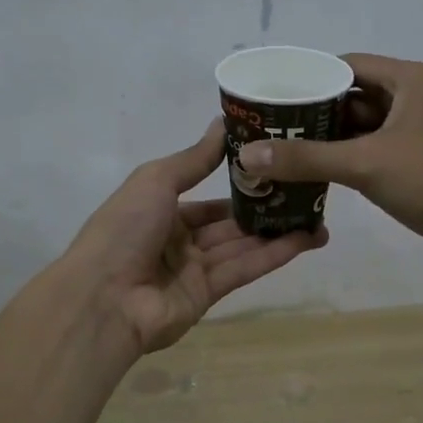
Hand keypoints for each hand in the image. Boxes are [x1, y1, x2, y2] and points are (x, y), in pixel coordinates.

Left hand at [66, 119, 327, 354]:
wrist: (103, 299)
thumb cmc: (124, 229)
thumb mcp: (156, 180)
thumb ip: (195, 158)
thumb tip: (222, 123)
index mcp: (159, 211)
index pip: (206, 198)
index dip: (239, 184)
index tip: (275, 168)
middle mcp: (178, 240)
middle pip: (229, 223)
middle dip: (265, 209)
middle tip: (307, 192)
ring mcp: (193, 269)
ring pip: (243, 245)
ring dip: (279, 231)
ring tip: (319, 216)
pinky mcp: (208, 295)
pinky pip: (245, 268)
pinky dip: (275, 253)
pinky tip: (307, 238)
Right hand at [235, 55, 422, 275]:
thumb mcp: (365, 165)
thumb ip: (306, 158)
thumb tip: (247, 153)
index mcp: (412, 79)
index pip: (348, 65)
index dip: (309, 78)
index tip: (273, 97)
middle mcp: (418, 95)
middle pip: (354, 95)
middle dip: (315, 112)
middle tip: (272, 127)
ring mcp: (422, 128)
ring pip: (365, 125)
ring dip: (330, 138)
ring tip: (284, 149)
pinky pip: (376, 148)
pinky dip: (350, 157)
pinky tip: (317, 172)